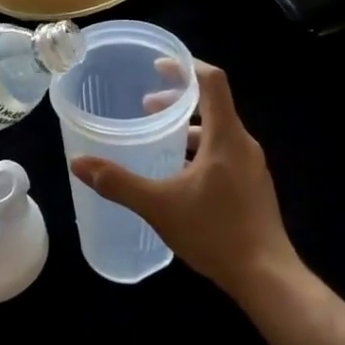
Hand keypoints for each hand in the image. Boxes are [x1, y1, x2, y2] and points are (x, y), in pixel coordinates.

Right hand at [69, 61, 298, 299]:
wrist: (266, 277)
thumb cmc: (215, 233)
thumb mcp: (158, 206)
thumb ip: (118, 183)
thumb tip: (78, 164)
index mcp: (226, 136)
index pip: (212, 81)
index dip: (186, 67)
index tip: (158, 67)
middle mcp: (243, 144)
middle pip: (213, 104)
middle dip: (179, 100)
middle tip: (146, 108)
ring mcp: (252, 166)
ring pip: (218, 131)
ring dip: (188, 127)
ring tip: (158, 141)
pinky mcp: (254, 186)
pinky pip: (224, 152)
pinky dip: (200, 149)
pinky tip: (179, 176)